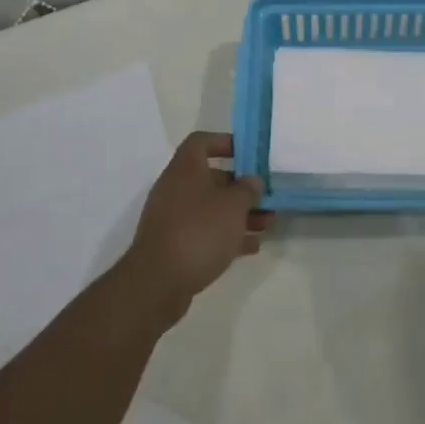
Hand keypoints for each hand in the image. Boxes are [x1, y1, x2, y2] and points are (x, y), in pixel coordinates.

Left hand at [120, 132, 268, 318]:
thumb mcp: (233, 206)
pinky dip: (227, 235)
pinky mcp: (174, 245)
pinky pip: (205, 232)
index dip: (225, 142)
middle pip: (211, 178)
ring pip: (211, 208)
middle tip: (266, 197)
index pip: (201, 141)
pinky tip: (250, 248)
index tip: (248, 154)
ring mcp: (173, 218)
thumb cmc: (199, 231)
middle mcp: (176, 188)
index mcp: (185, 169)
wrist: (158, 282)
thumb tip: (252, 180)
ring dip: (239, 214)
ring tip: (267, 225)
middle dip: (241, 188)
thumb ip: (247, 189)